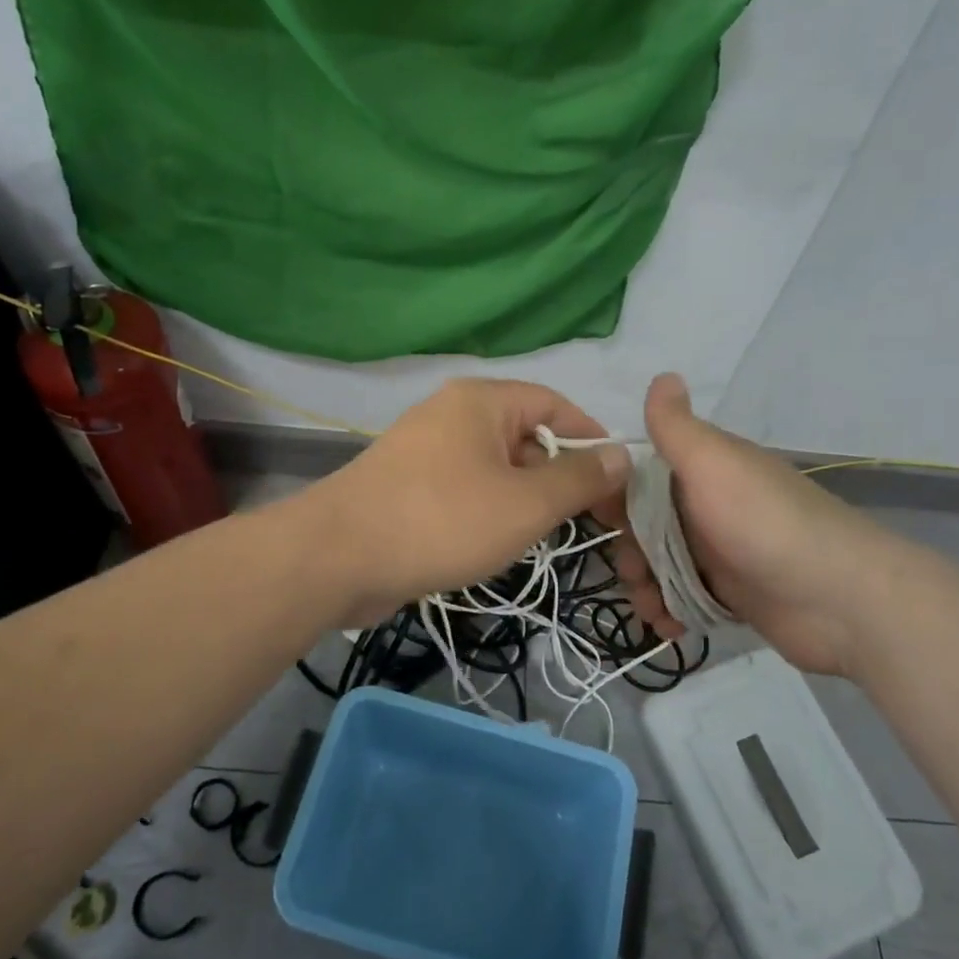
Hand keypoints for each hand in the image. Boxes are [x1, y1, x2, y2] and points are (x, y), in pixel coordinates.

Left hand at [304, 379, 631, 625]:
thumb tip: (621, 455)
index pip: (554, 404)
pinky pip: (464, 489)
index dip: (591, 438)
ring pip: (495, 468)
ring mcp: (424, 450)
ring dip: (524, 498)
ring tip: (541, 537)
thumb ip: (579, 479)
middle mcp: (452, 415)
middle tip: (586, 521)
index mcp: (481, 401)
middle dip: (558, 476)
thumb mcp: (526, 503)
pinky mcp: (407, 486)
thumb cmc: (442, 520)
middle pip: (525, 436)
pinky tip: (495, 544)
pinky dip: (488, 510)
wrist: (337, 558)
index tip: (617, 481)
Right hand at [614, 373, 902, 676]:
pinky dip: (668, 610)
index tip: (598, 516)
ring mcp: (719, 552)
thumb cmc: (764, 524)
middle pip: (644, 525)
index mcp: (703, 470)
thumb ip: (677, 427)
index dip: (614, 493)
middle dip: (629, 550)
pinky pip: (681, 598)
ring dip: (645, 586)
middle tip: (635, 573)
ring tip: (652, 609)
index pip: (640, 474)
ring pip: (659, 564)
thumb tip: (662, 374)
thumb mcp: (713, 464)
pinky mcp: (731, 594)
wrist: (840, 600)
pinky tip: (669, 625)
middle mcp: (708, 506)